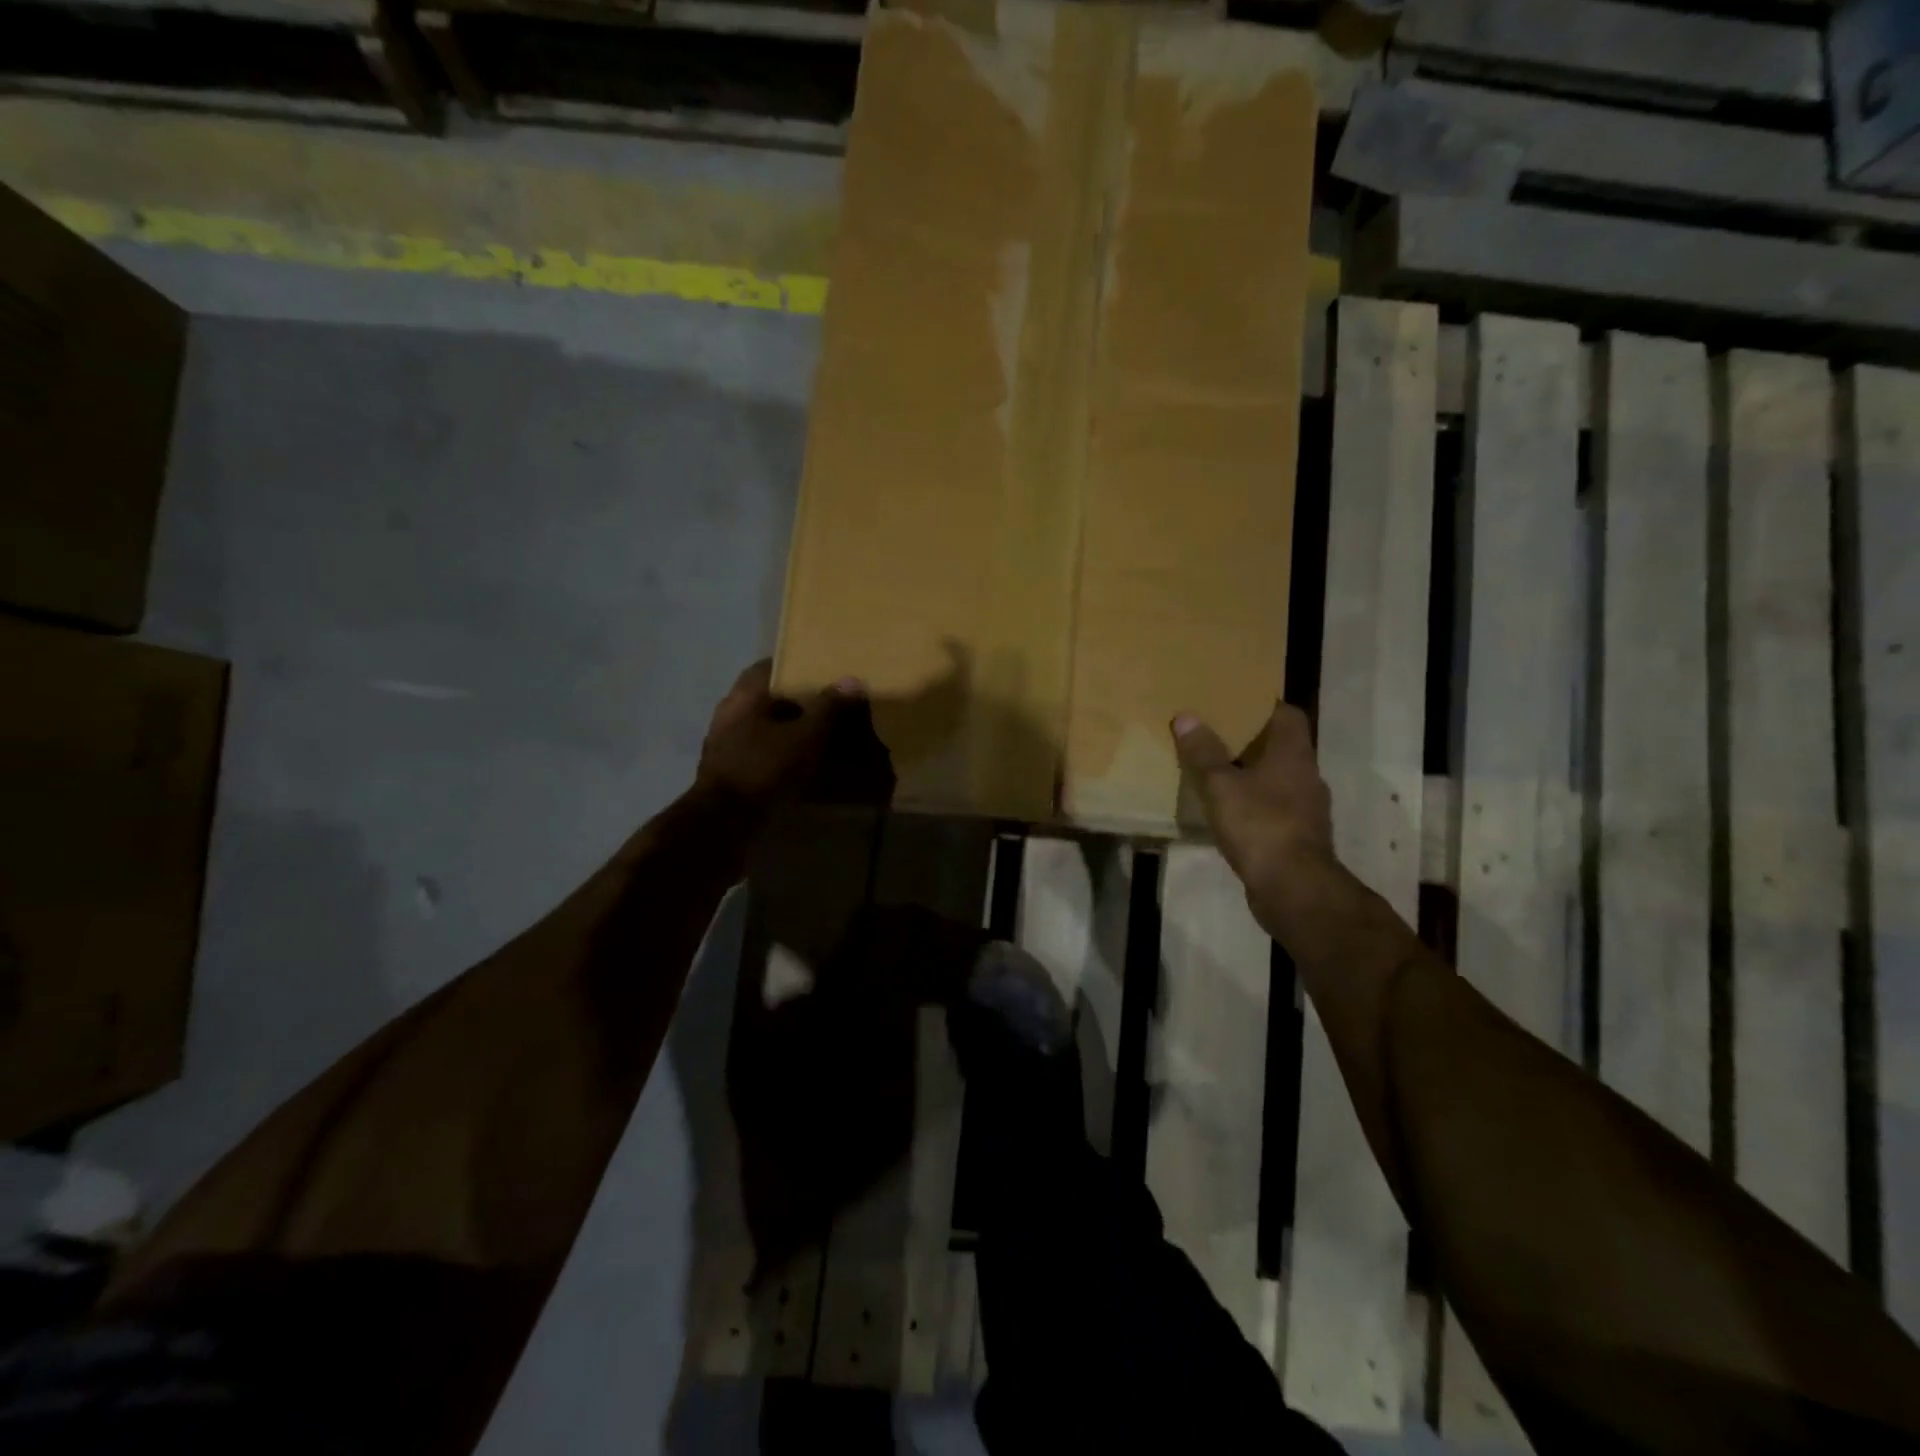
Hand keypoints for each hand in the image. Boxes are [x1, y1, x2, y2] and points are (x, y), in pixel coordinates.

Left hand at [697, 660, 863, 811]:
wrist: (724, 821)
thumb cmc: (765, 767)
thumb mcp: (807, 735)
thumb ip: (829, 707)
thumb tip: (852, 680)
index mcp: (744, 696)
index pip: (768, 667)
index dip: (795, 666)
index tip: (820, 672)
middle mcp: (728, 713)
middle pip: (765, 698)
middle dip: (793, 701)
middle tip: (825, 706)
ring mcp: (722, 744)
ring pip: (760, 726)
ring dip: (785, 729)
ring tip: (816, 737)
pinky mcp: (725, 771)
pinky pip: (756, 752)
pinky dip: (775, 753)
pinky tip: (797, 765)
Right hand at [1170, 702, 1335, 891]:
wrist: (1293, 888)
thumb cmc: (1260, 825)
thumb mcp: (1221, 785)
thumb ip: (1203, 752)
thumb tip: (1186, 716)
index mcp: (1293, 754)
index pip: (1288, 714)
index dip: (1263, 705)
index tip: (1234, 702)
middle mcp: (1307, 775)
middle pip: (1282, 746)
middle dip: (1251, 740)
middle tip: (1215, 733)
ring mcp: (1307, 809)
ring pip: (1278, 779)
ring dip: (1253, 773)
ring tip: (1218, 771)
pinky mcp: (1299, 836)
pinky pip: (1275, 808)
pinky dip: (1255, 804)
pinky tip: (1230, 811)